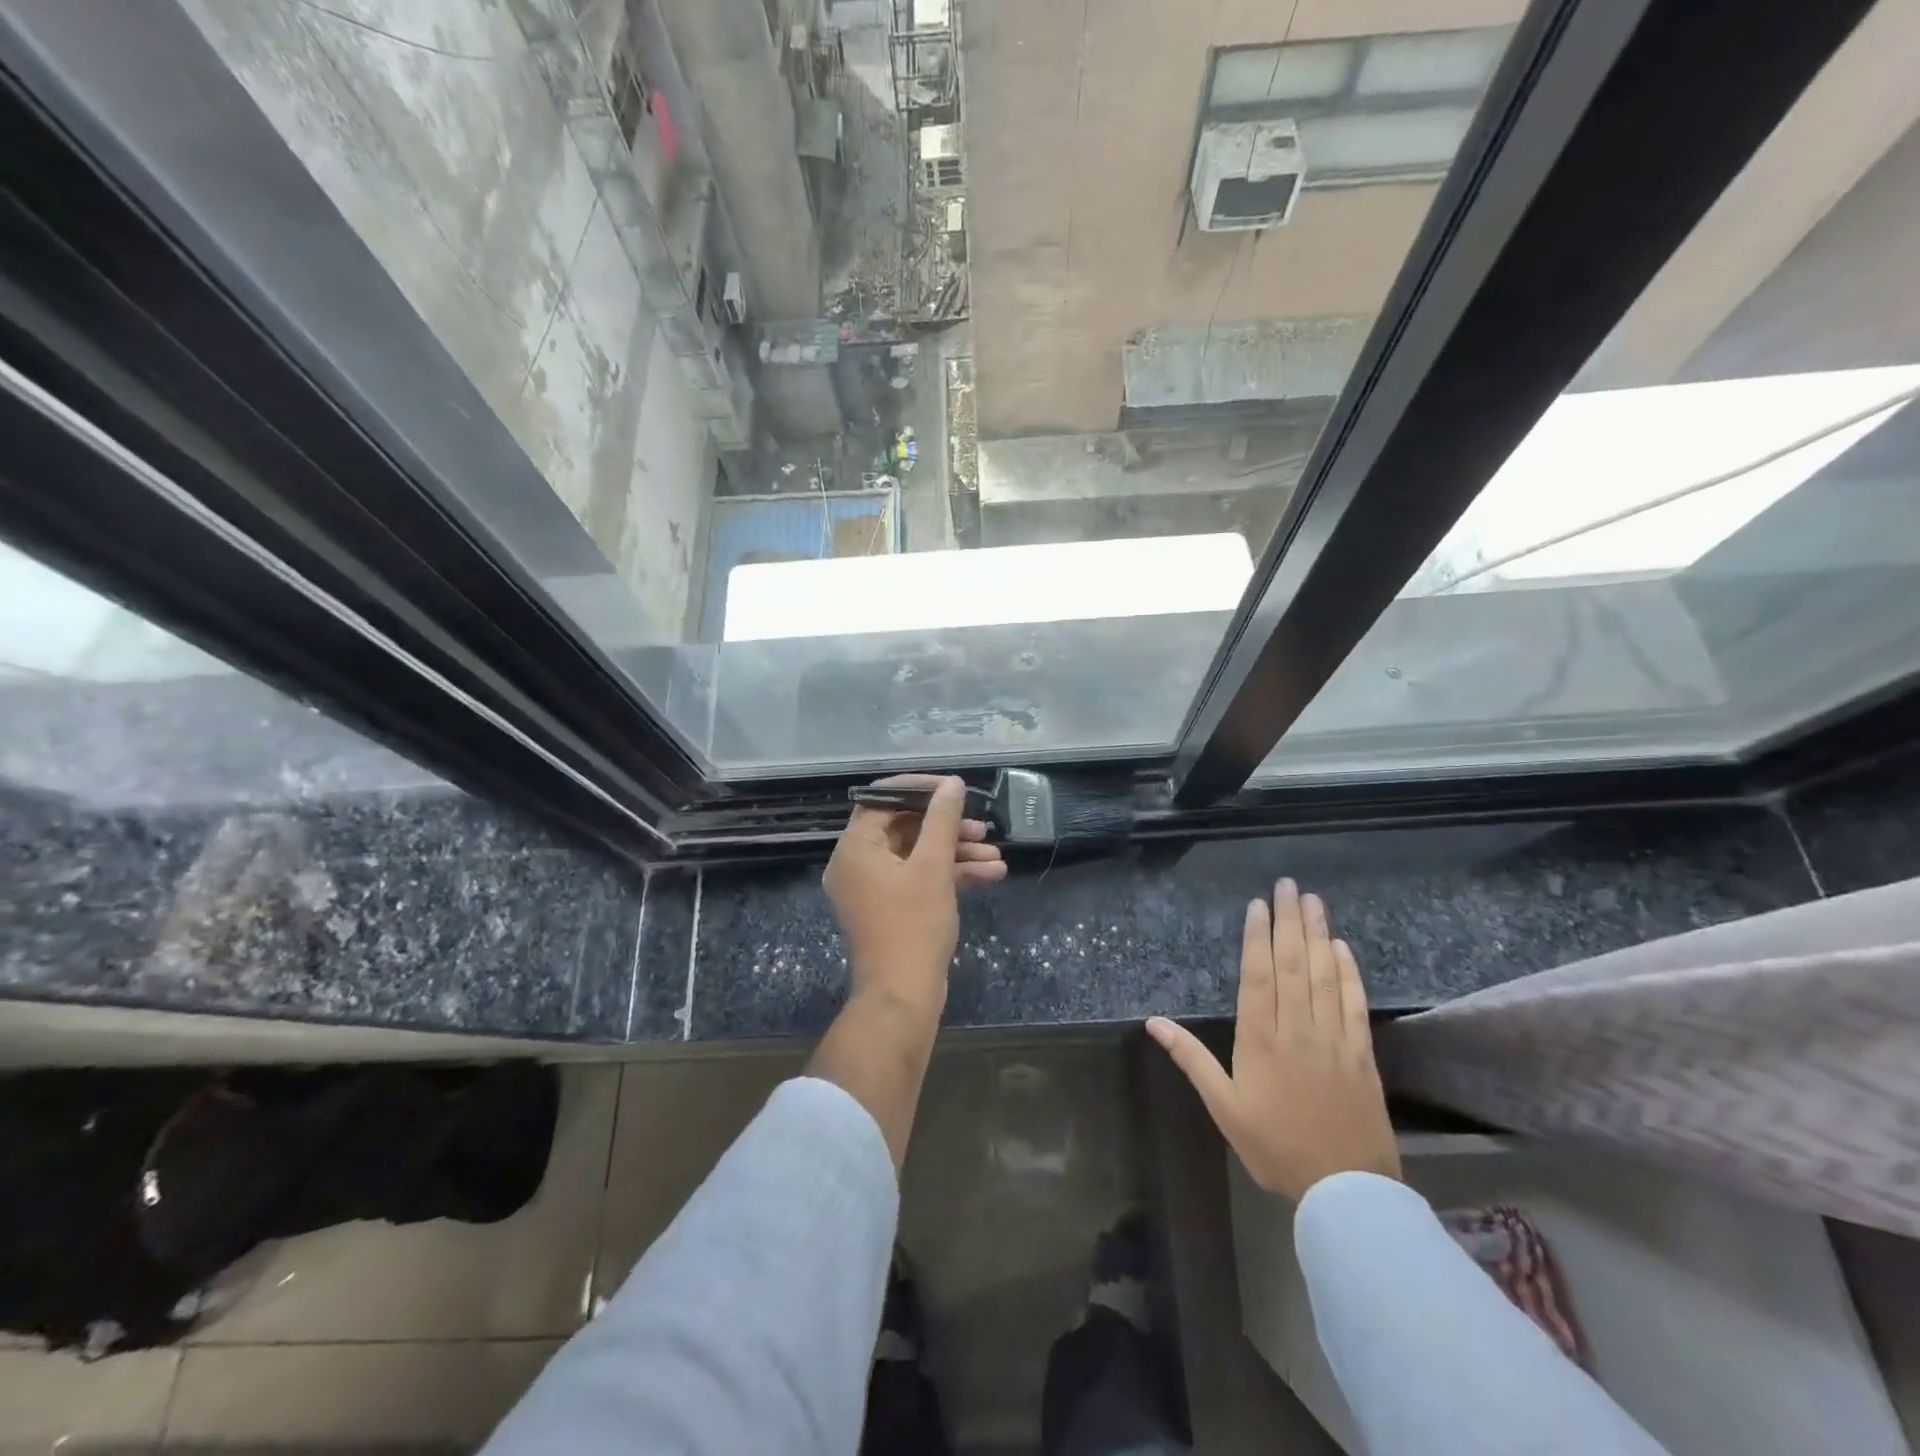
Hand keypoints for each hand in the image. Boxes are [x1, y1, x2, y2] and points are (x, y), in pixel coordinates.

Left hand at [823, 774, 1006, 1014]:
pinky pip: (918, 878)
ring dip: (956, 852)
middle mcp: (858, 863)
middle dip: (947, 827)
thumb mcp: (933, 866)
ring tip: (995, 856)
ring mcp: (874, 887)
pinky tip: (991, 874)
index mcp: (856, 847)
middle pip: (904, 827)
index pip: (883, 800)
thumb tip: (952, 784)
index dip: (920, 790)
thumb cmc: (914, 925)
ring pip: (916, 854)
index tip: (953, 789)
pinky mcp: (891, 907)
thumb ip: (942, 820)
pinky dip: (950, 874)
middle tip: (981, 827)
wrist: (903, 996)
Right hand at [1147, 880, 1398, 1200]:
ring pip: (1325, 976)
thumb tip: (1153, 1022)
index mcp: (1260, 1039)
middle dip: (1289, 921)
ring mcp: (1333, 1039)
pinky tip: (1342, 948)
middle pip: (1293, 964)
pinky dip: (1349, 973)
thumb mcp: (1224, 1107)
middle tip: (1289, 885)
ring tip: (1313, 902)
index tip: (1258, 905)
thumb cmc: (1275, 1146)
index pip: (1258, 975)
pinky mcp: (1361, 1054)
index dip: (1257, 937)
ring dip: (1318, 935)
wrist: (1345, 1190)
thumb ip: (1191, 1059)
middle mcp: (1297, 1029)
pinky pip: (1354, 1004)